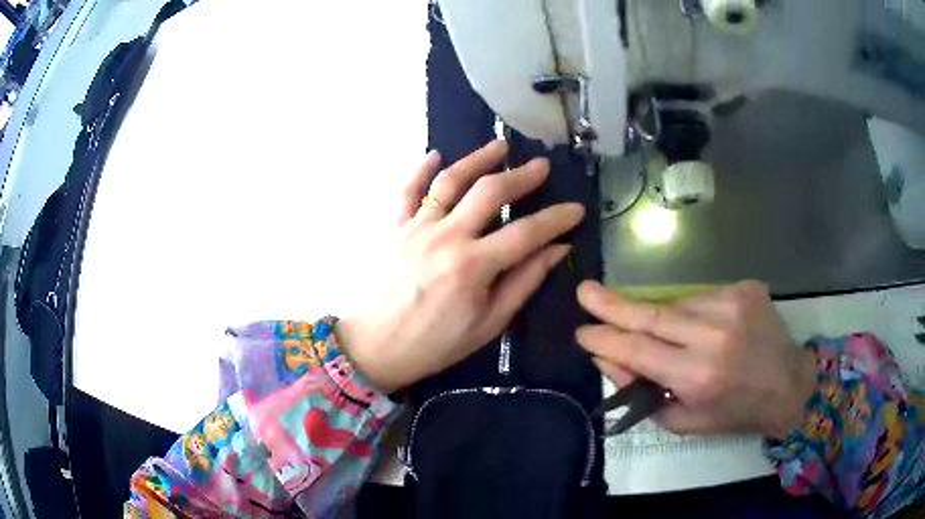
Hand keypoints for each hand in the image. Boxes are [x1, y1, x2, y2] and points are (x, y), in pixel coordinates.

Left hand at [336, 141, 584, 392]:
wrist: (375, 347)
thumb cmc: (435, 344)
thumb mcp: (488, 324)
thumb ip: (523, 282)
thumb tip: (557, 250)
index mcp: (473, 267)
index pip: (526, 232)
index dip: (556, 218)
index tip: (576, 209)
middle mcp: (446, 237)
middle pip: (489, 192)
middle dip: (522, 176)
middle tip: (542, 166)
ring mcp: (416, 227)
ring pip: (450, 180)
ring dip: (477, 159)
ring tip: (500, 147)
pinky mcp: (393, 227)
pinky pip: (407, 189)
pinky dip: (420, 169)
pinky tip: (435, 154)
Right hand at [576, 281, 817, 438]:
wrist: (788, 384)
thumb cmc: (734, 412)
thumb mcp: (684, 420)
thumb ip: (642, 392)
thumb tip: (608, 356)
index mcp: (698, 377)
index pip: (638, 350)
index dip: (606, 338)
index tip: (582, 331)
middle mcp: (714, 335)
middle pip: (651, 314)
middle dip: (613, 304)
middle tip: (584, 292)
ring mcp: (731, 304)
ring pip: (676, 304)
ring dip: (661, 318)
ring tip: (676, 339)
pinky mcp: (744, 288)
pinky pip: (701, 297)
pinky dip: (691, 312)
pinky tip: (705, 329)